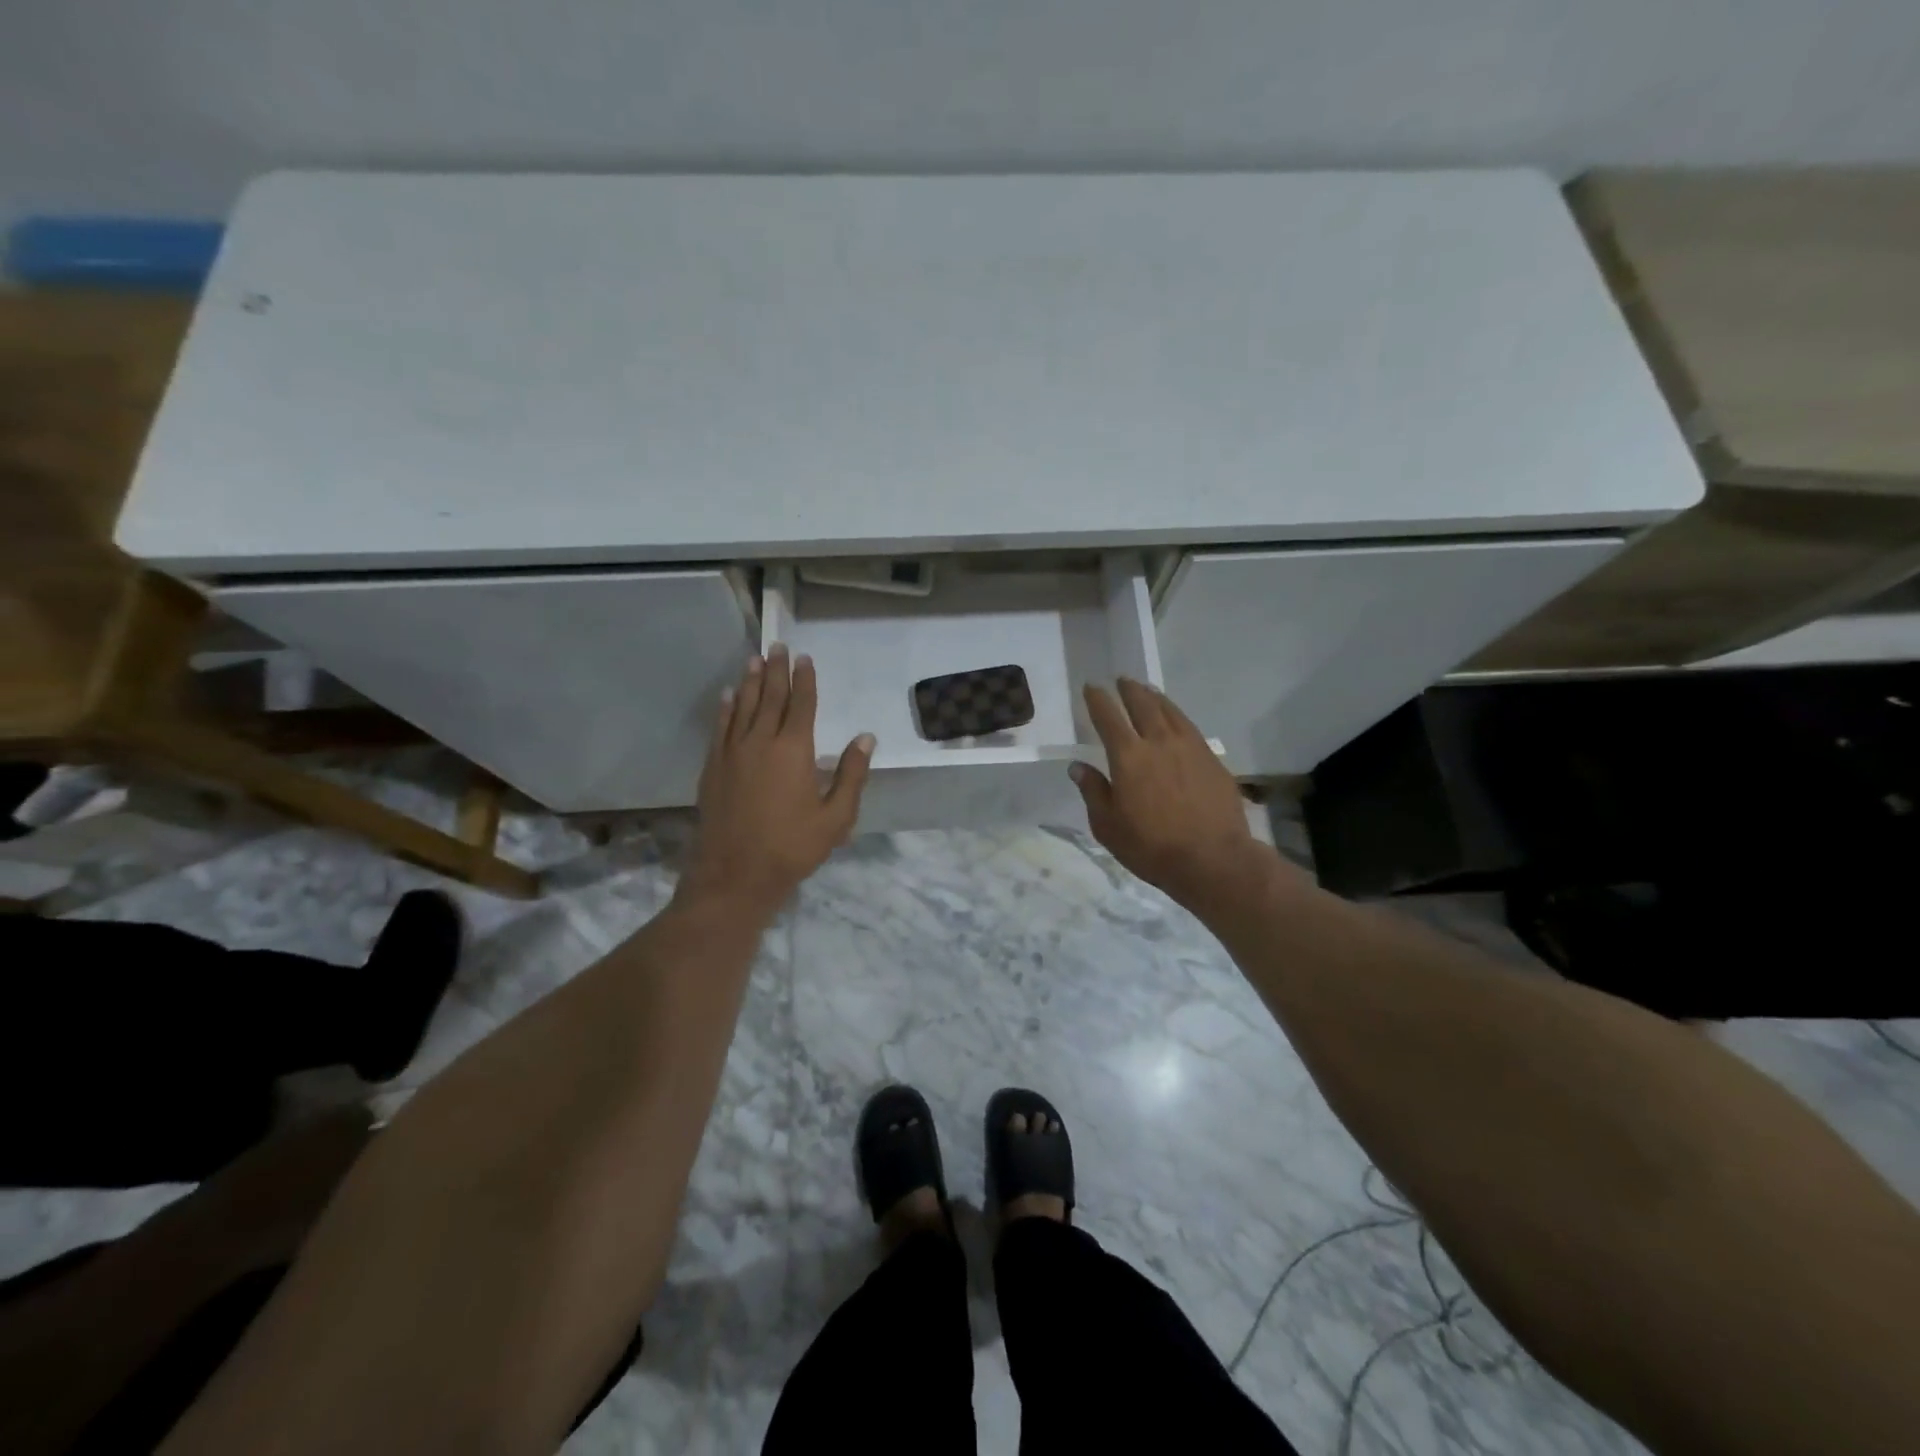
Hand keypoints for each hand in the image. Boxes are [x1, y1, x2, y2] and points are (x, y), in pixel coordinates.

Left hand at [680, 645, 874, 915]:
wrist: (734, 875)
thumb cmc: (792, 848)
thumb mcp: (836, 818)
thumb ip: (851, 775)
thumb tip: (866, 738)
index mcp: (794, 750)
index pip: (801, 704)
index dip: (805, 680)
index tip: (805, 659)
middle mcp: (760, 742)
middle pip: (770, 697)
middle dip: (777, 670)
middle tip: (778, 647)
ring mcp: (732, 753)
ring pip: (743, 707)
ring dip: (751, 681)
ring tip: (755, 660)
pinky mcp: (713, 767)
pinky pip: (720, 727)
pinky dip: (726, 708)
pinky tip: (728, 696)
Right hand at [1072, 679, 1268, 912]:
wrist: (1213, 859)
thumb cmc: (1151, 846)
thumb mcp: (1108, 826)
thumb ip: (1093, 791)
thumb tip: (1078, 766)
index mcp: (1128, 756)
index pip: (1108, 717)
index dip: (1098, 699)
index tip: (1091, 687)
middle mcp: (1159, 742)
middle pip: (1142, 704)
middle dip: (1129, 690)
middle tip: (1121, 680)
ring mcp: (1190, 747)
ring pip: (1170, 711)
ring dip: (1155, 698)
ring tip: (1148, 691)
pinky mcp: (1212, 759)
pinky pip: (1190, 727)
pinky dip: (1177, 716)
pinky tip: (1176, 720)